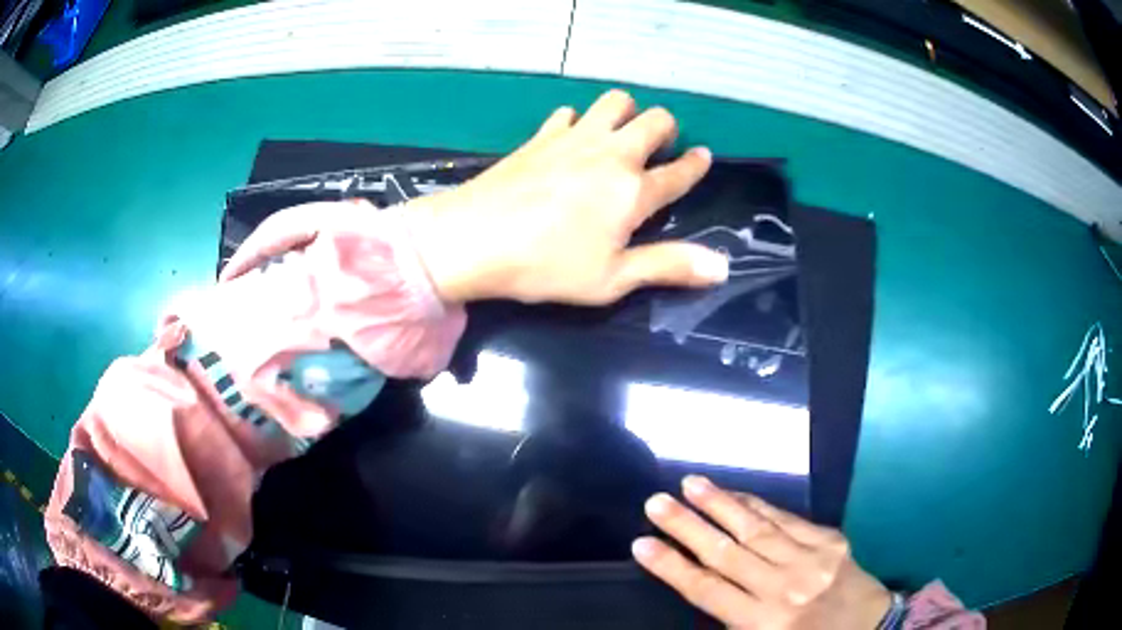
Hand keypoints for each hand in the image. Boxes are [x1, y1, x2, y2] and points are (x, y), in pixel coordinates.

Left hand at [409, 89, 729, 304]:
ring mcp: (575, 137)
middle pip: (654, 120)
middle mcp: (612, 153)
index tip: (703, 158)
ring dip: (627, 111)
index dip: (696, 164)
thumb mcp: (612, 278)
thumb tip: (723, 267)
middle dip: (666, 128)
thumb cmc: (546, 265)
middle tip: (660, 146)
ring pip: (615, 101)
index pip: (679, 171)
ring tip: (620, 133)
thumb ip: (668, 266)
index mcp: (634, 191)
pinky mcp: (541, 135)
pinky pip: (570, 111)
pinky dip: (580, 119)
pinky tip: (571, 137)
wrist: (473, 239)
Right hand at [633, 476, 890, 629]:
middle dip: (687, 526)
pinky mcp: (829, 541)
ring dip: (720, 504)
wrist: (869, 626)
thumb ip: (732, 618)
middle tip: (655, 502)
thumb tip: (704, 581)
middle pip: (726, 553)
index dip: (672, 567)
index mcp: (763, 622)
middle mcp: (783, 589)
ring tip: (690, 484)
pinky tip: (737, 494)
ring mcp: (810, 560)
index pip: (707, 590)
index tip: (642, 544)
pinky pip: (786, 519)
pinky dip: (757, 505)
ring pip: (755, 528)